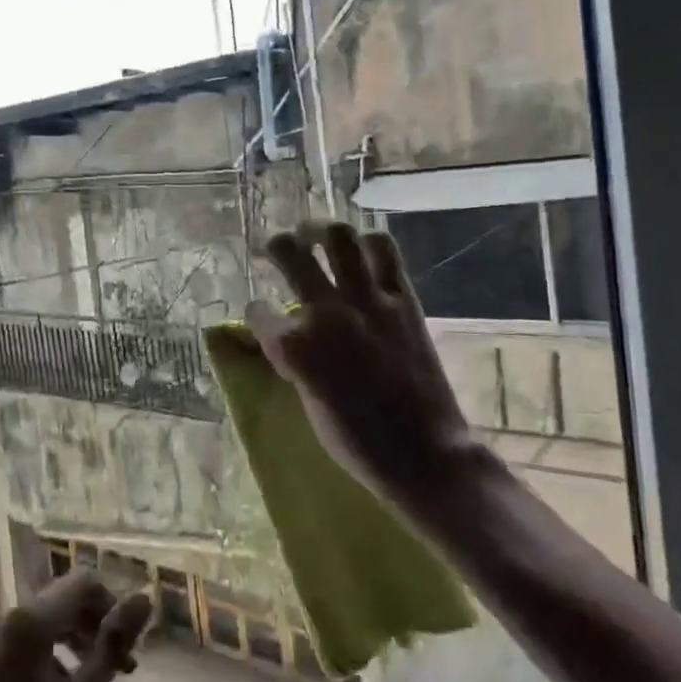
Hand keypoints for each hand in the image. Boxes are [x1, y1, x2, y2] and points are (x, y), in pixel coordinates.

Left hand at [0, 571, 151, 681]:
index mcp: (31, 618)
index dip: (111, 605)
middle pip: (60, 599)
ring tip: (87, 680)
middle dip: (92, 624)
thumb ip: (113, 644)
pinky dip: (42, 650)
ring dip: (69, 638)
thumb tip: (144, 597)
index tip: (126, 644)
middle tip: (116, 666)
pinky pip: (16, 637)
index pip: (83, 582)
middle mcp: (5, 614)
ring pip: (39, 619)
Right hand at [246, 222, 478, 510]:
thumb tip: (290, 337)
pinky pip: (384, 252)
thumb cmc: (356, 442)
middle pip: (289, 252)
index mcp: (293, 347)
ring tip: (317, 233)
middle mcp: (324, 313)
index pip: (257, 311)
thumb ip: (294, 362)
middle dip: (276, 245)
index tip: (262, 317)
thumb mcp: (306, 403)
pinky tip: (361, 248)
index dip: (257, 314)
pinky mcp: (402, 300)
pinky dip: (370, 243)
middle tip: (278, 246)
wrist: (423, 452)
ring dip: (321, 229)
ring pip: (338, 237)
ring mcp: (366, 301)